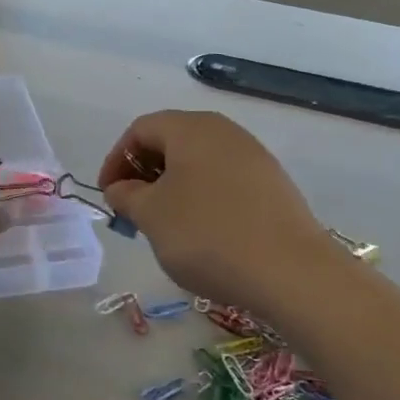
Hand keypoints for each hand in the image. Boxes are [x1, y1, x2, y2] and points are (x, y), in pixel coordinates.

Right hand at [97, 110, 335, 315]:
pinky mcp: (273, 184)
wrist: (291, 271)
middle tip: (132, 208)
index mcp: (190, 128)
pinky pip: (224, 180)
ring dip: (173, 186)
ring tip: (164, 223)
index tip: (108, 195)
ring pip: (199, 161)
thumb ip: (127, 195)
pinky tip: (202, 231)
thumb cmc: (207, 234)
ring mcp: (254, 156)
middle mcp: (224, 131)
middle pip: (171, 140)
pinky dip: (202, 196)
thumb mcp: (151, 216)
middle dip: (144, 172)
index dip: (116, 160)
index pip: (140, 130)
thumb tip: (122, 188)